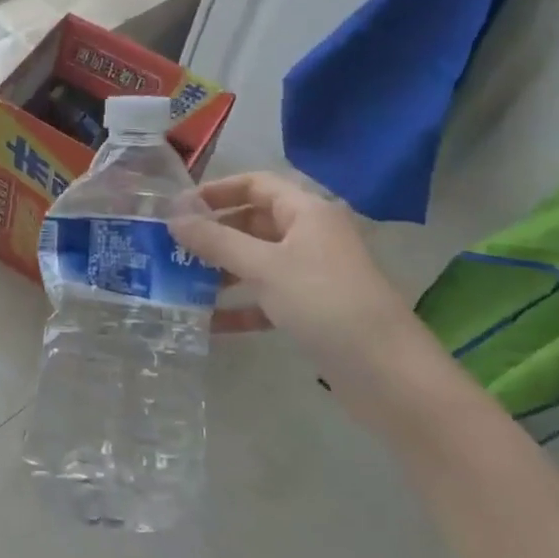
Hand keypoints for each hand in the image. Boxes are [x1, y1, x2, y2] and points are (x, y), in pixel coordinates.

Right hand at [172, 171, 418, 370]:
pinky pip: (267, 298)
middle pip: (253, 223)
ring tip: (181, 284)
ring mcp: (313, 274)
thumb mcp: (264, 267)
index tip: (178, 208)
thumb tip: (174, 217)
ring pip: (257, 262)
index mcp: (307, 212)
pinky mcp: (312, 310)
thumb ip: (216, 241)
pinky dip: (240, 306)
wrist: (387, 373)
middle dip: (214, 234)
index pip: (256, 184)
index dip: (216, 191)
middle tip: (171, 249)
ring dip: (222, 271)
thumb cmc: (324, 302)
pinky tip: (209, 323)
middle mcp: (311, 236)